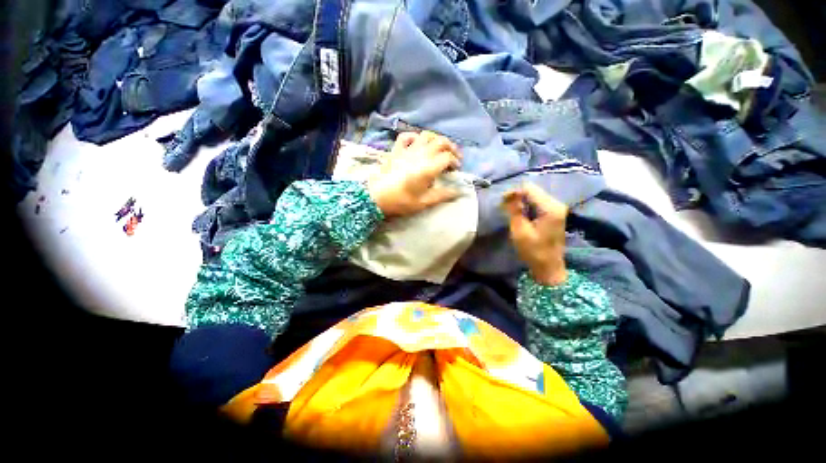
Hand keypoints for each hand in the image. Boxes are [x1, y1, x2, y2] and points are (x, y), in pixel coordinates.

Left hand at [367, 131, 461, 216]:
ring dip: (436, 139)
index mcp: (428, 167)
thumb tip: (458, 191)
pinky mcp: (396, 150)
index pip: (447, 157)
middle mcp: (420, 154)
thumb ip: (442, 195)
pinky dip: (414, 136)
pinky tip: (417, 142)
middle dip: (451, 147)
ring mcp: (407, 150)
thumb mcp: (424, 202)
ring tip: (440, 147)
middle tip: (454, 156)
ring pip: (426, 135)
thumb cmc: (401, 201)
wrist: (377, 197)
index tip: (456, 170)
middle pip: (441, 142)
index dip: (455, 162)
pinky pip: (406, 136)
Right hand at [502, 183, 568, 285]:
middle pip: (533, 190)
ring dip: (521, 201)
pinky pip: (538, 202)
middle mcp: (556, 204)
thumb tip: (509, 195)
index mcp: (550, 208)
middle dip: (517, 196)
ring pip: (534, 195)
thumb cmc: (533, 251)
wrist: (549, 267)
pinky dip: (527, 205)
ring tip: (509, 210)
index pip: (529, 188)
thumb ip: (515, 211)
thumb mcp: (520, 231)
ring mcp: (557, 208)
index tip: (501, 202)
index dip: (513, 192)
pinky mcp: (554, 213)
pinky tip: (520, 214)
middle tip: (504, 207)